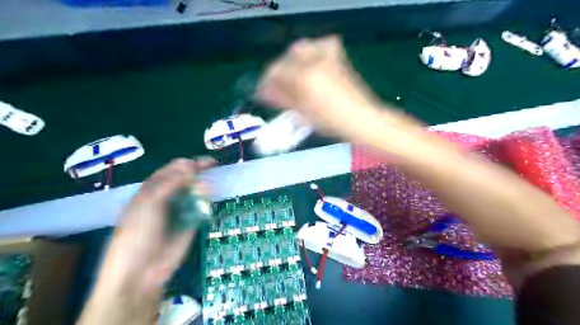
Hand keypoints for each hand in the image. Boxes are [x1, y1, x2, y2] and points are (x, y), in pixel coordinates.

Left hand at [95, 159, 213, 295]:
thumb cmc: (137, 233)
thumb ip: (170, 183)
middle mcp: (167, 197)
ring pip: (195, 193)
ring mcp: (179, 210)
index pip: (170, 171)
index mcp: (151, 190)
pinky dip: (207, 202)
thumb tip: (190, 165)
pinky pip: (201, 208)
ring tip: (210, 187)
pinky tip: (210, 199)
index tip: (201, 161)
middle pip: (185, 180)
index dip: (186, 164)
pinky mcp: (191, 223)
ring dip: (203, 187)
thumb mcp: (148, 203)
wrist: (140, 271)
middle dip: (198, 172)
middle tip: (213, 166)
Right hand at [257, 35, 384, 140]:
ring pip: (302, 48)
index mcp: (304, 77)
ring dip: (293, 61)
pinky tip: (310, 68)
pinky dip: (311, 54)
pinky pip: (319, 47)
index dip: (267, 81)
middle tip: (278, 86)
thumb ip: (282, 99)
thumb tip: (264, 93)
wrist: (360, 119)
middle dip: (280, 70)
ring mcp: (328, 57)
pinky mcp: (338, 58)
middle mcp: (315, 61)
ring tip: (293, 79)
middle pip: (288, 57)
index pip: (277, 71)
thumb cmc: (331, 122)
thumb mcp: (303, 113)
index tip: (263, 90)